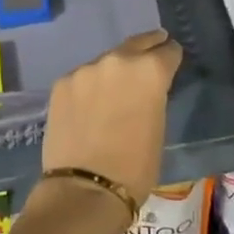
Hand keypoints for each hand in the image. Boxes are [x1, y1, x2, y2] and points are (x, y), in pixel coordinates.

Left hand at [40, 30, 182, 204]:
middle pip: (137, 44)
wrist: (85, 190)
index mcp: (150, 70)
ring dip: (113, 71)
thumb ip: (153, 96)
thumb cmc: (135, 166)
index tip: (170, 62)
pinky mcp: (62, 83)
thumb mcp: (158, 126)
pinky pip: (82, 78)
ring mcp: (86, 69)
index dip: (171, 57)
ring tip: (113, 89)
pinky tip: (88, 105)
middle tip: (152, 48)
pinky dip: (89, 87)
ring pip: (106, 62)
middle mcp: (118, 60)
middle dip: (147, 47)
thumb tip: (145, 90)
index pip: (168, 51)